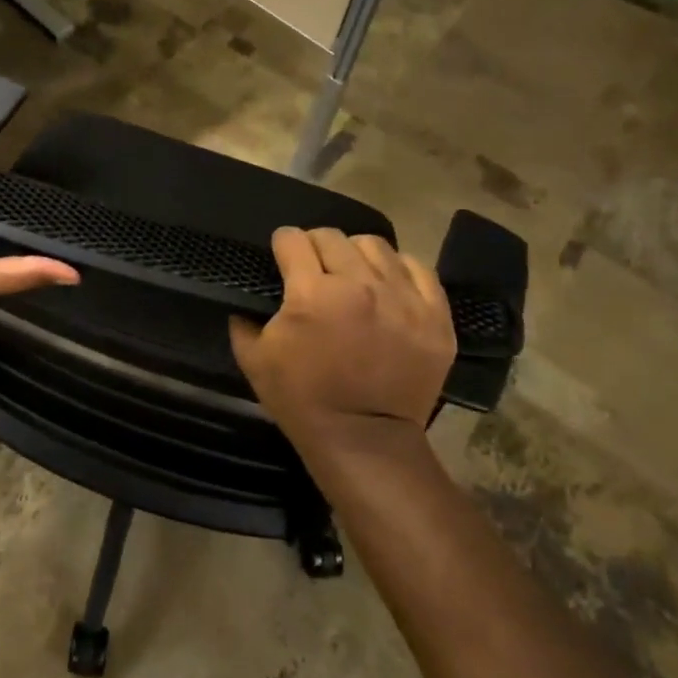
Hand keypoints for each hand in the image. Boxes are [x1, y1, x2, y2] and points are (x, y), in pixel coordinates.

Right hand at [229, 227, 456, 451]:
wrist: (365, 441)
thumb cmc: (302, 400)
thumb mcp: (253, 360)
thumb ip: (242, 320)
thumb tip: (245, 298)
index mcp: (311, 294)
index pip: (292, 238)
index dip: (282, 245)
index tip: (283, 258)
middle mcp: (359, 285)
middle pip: (331, 236)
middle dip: (315, 247)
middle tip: (314, 270)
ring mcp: (403, 299)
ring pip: (375, 246)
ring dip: (356, 255)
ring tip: (353, 276)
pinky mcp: (435, 316)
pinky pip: (417, 269)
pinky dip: (398, 271)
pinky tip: (387, 288)